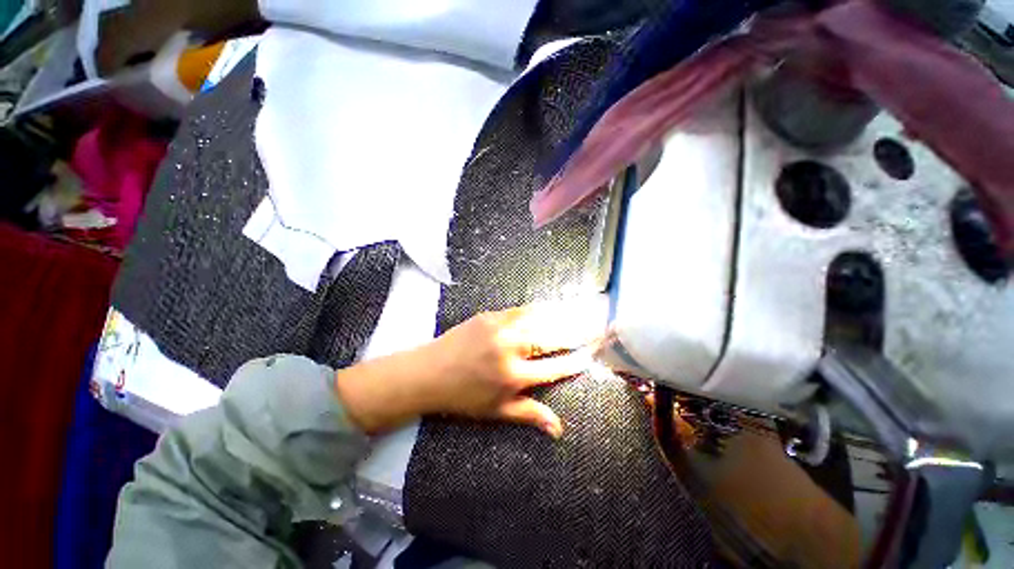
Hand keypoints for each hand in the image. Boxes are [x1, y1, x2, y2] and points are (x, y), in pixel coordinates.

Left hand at [335, 303, 602, 437]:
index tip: (591, 356)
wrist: (429, 372)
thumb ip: (529, 414)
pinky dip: (537, 309)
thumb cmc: (463, 397)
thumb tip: (559, 428)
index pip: (554, 369)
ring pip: (538, 320)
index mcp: (514, 376)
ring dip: (561, 317)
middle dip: (576, 335)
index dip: (575, 362)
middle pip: (551, 340)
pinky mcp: (490, 316)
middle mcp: (511, 349)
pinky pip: (519, 310)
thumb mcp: (496, 411)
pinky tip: (548, 306)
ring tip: (579, 313)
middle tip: (595, 329)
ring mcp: (500, 329)